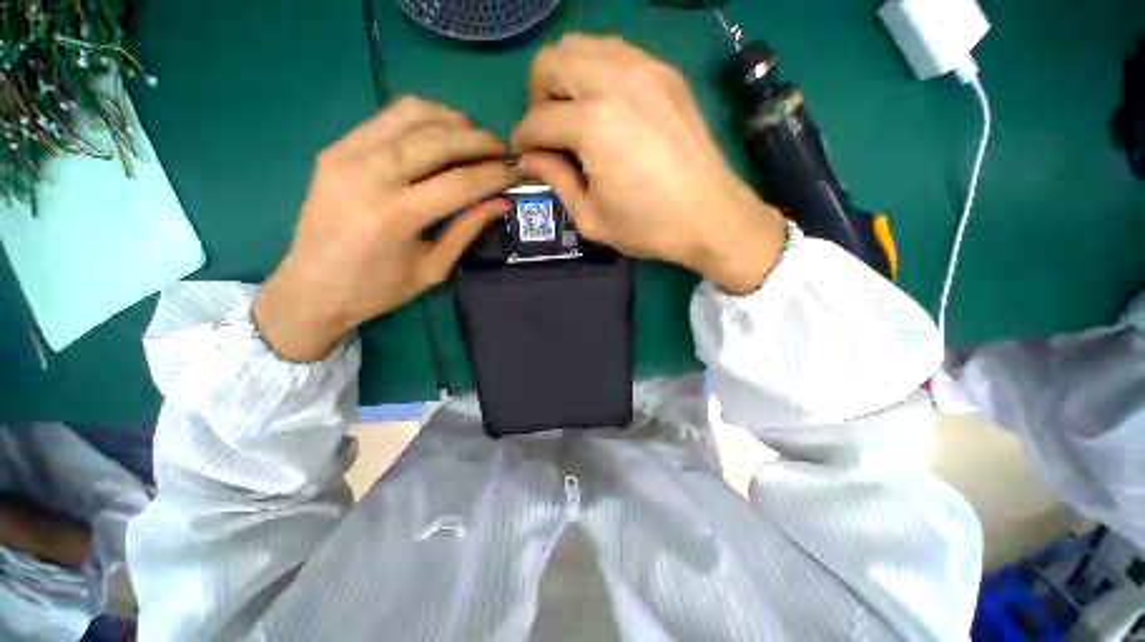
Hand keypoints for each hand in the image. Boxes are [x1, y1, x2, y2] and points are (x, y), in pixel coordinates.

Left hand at [254, 97, 518, 361]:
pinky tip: (440, 131)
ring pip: (410, 115)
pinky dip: (421, 117)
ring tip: (475, 136)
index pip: (459, 182)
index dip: (494, 174)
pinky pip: (386, 118)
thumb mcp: (432, 268)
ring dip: (451, 120)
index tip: (517, 171)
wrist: (311, 288)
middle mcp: (368, 176)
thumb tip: (500, 202)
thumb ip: (467, 230)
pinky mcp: (334, 149)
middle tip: (502, 149)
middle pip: (437, 140)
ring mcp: (346, 156)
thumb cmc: (377, 290)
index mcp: (395, 217)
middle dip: (478, 140)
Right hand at [512, 35, 785, 293]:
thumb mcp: (591, 218)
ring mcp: (645, 69)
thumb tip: (531, 159)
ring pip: (580, 46)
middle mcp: (614, 81)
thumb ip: (556, 181)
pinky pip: (615, 52)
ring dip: (565, 78)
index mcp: (593, 125)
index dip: (522, 139)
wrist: (710, 217)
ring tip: (575, 117)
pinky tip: (605, 106)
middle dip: (538, 97)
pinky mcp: (665, 72)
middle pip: (550, 62)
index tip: (524, 155)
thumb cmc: (648, 226)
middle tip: (549, 132)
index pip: (537, 119)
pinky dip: (597, 71)